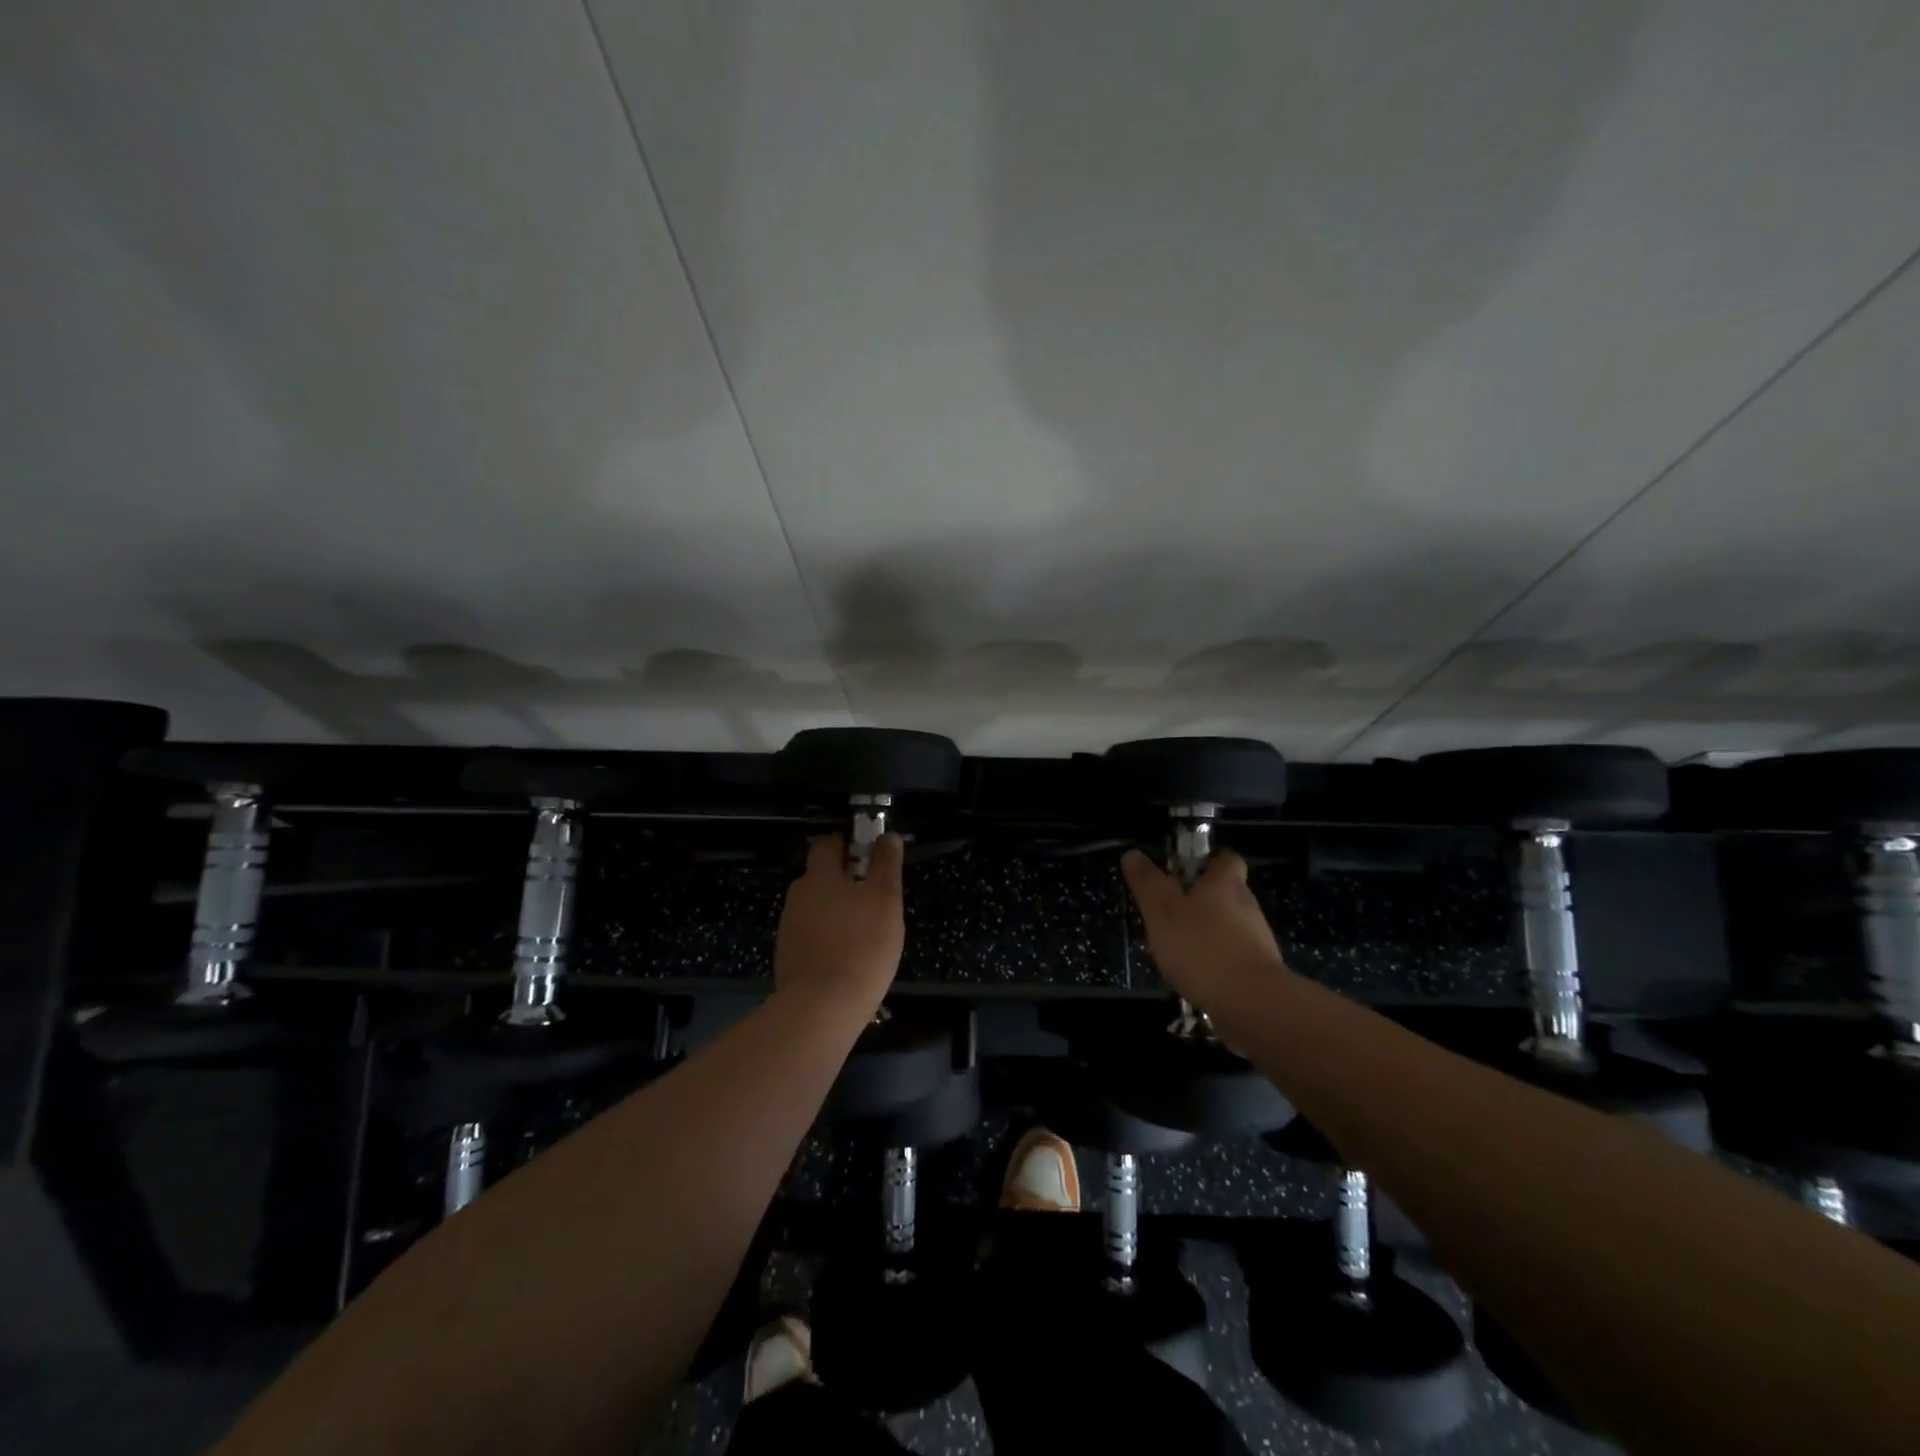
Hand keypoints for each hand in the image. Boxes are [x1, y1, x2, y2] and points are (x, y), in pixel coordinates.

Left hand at [774, 833, 905, 1017]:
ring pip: (815, 906)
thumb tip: (888, 836)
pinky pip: (811, 934)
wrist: (820, 1008)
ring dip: (835, 910)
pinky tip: (845, 954)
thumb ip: (886, 865)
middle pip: (819, 875)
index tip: (869, 855)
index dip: (847, 844)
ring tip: (863, 930)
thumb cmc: (861, 947)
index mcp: (819, 876)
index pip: (827, 844)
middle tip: (872, 896)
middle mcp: (799, 895)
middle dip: (842, 879)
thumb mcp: (885, 901)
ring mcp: (789, 927)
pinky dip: (826, 936)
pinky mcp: (788, 955)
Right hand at [1121, 848, 1286, 1009]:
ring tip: (1178, 951)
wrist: (1253, 1004)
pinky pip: (1235, 955)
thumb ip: (1147, 883)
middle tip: (1170, 915)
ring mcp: (1258, 939)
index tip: (1184, 873)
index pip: (1226, 859)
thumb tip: (1133, 854)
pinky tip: (1196, 977)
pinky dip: (1217, 960)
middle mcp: (1246, 905)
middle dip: (1201, 900)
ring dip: (1207, 933)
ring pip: (1229, 926)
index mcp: (1224, 883)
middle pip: (1226, 892)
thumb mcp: (1162, 912)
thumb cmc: (1202, 948)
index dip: (1208, 861)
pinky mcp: (1261, 970)